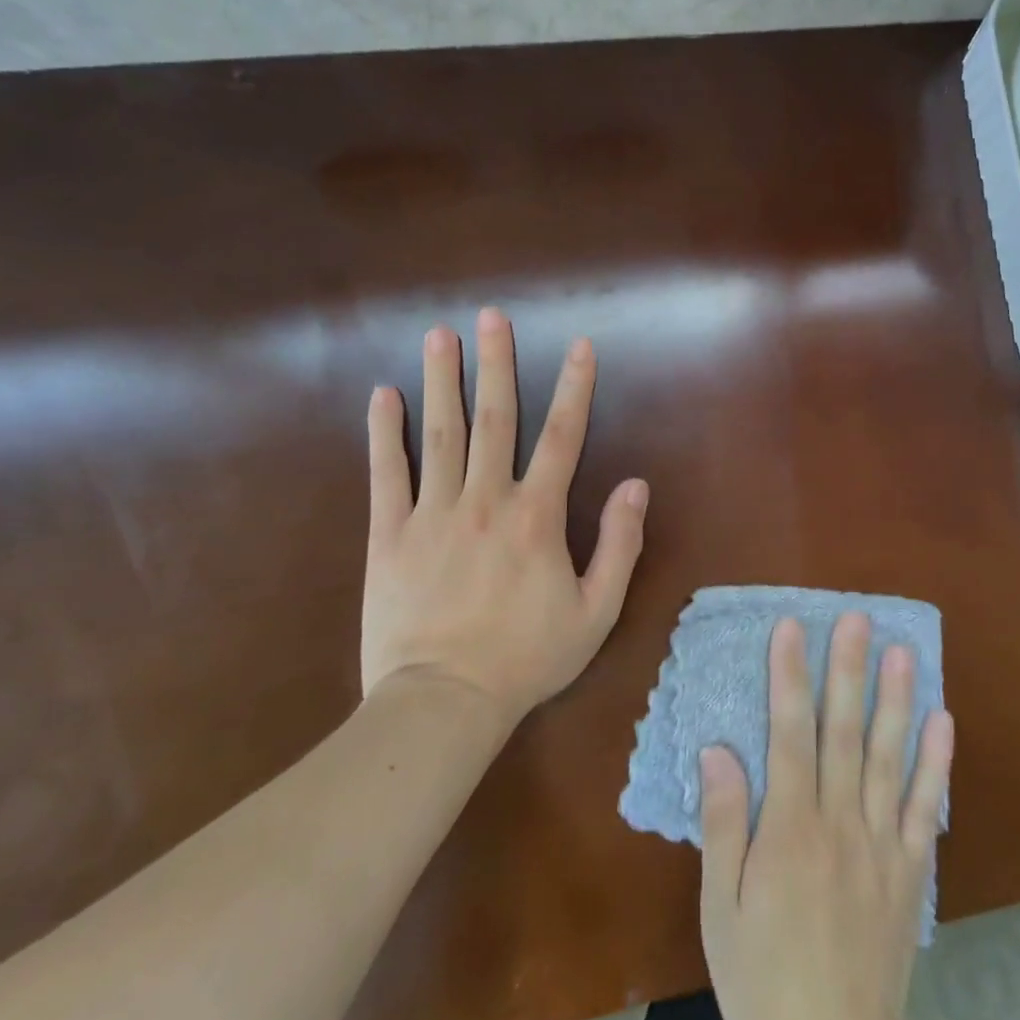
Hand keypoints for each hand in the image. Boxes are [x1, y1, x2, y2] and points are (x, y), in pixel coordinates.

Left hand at [361, 307, 648, 723]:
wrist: (443, 702)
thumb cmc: (527, 658)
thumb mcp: (596, 611)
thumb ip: (619, 544)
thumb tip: (636, 485)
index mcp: (537, 516)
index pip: (562, 436)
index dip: (574, 387)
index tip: (579, 345)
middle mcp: (486, 499)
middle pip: (495, 418)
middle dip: (495, 363)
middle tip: (491, 316)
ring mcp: (433, 513)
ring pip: (440, 434)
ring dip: (441, 381)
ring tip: (438, 335)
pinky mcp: (390, 535)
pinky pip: (387, 475)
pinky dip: (384, 433)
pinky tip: (383, 396)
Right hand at [698, 613, 954, 1019]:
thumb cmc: (764, 976)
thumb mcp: (721, 909)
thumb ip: (723, 825)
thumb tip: (718, 750)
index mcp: (791, 828)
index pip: (790, 734)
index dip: (790, 676)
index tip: (793, 627)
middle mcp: (841, 822)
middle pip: (845, 732)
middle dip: (848, 670)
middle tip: (857, 617)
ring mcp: (883, 844)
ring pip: (890, 758)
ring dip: (896, 701)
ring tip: (903, 651)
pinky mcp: (912, 871)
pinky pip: (927, 809)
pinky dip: (936, 764)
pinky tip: (943, 722)